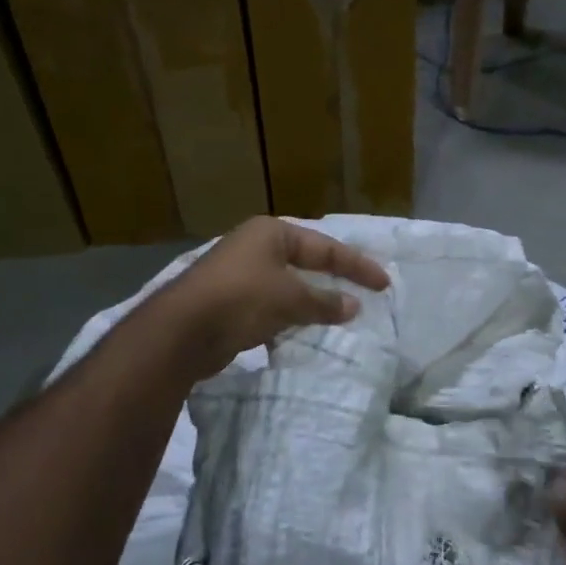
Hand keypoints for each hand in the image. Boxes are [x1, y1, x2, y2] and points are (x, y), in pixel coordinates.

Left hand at [157, 217, 389, 378]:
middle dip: (333, 279)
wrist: (182, 331)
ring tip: (338, 315)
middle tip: (363, 293)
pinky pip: (271, 305)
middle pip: (305, 261)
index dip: (357, 265)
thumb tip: (353, 305)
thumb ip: (324, 301)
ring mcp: (239, 273)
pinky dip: (289, 316)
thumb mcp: (290, 298)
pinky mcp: (229, 301)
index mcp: (271, 233)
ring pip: (287, 285)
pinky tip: (301, 331)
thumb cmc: (241, 300)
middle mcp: (254, 246)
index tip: (383, 284)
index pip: (325, 246)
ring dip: (311, 300)